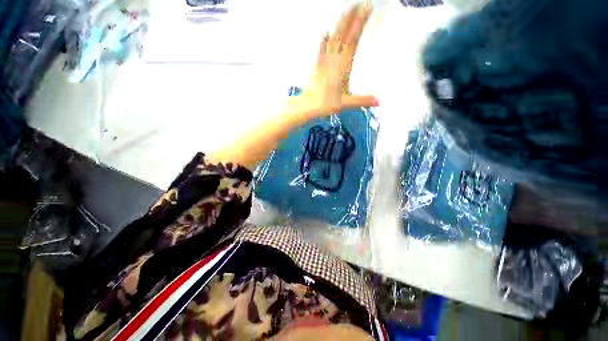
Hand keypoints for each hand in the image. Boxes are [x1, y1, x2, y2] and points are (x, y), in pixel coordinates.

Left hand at [291, 2, 377, 117]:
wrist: (307, 105)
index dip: (360, 23)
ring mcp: (324, 61)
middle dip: (352, 17)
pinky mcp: (317, 66)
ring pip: (333, 38)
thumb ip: (362, 100)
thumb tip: (378, 101)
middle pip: (343, 34)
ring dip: (340, 23)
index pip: (353, 40)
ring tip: (346, 10)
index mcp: (342, 66)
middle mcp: (333, 60)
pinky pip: (321, 49)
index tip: (367, 7)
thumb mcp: (346, 103)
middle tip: (359, 3)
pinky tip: (324, 32)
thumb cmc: (325, 104)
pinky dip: (323, 40)